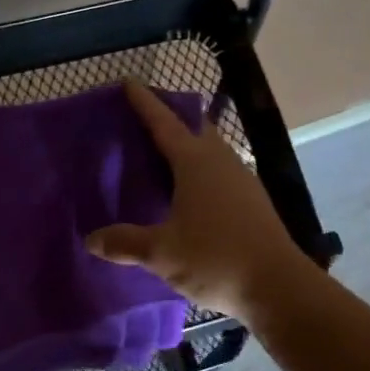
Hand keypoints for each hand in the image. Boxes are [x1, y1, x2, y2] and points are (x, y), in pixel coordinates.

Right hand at [87, 80, 314, 319]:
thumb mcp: (161, 252)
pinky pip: (219, 174)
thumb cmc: (216, 258)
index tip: (128, 83)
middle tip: (142, 123)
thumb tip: (92, 239)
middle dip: (169, 120)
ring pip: (210, 152)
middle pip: (193, 129)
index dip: (145, 104)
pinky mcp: (252, 203)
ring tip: (160, 158)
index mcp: (196, 163)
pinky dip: (199, 172)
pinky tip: (187, 194)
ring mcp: (242, 181)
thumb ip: (125, 243)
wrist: (278, 287)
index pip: (164, 123)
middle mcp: (221, 162)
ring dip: (187, 147)